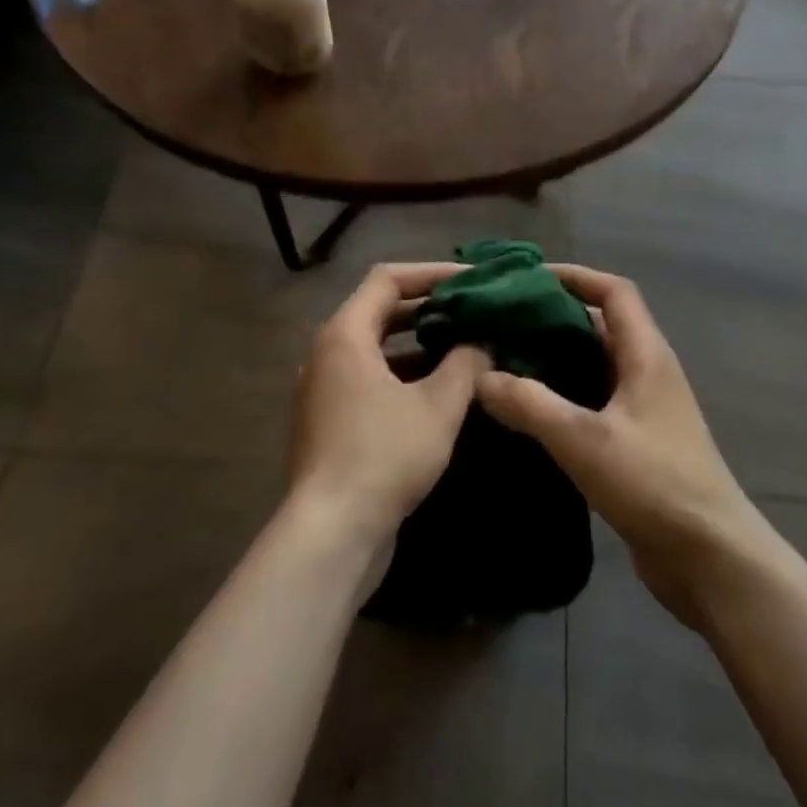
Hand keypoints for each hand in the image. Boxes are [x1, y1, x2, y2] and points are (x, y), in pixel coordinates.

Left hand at [288, 262, 489, 553]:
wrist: (331, 534)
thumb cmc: (385, 455)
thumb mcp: (439, 406)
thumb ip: (466, 364)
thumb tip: (482, 343)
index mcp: (345, 335)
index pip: (388, 279)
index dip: (432, 273)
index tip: (471, 281)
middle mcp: (327, 353)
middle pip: (380, 311)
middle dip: (429, 308)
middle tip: (473, 310)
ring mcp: (324, 390)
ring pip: (377, 349)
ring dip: (420, 344)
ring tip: (466, 346)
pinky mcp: (330, 422)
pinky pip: (370, 380)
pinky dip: (405, 375)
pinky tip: (442, 391)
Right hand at [476, 264, 766, 628]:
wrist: (711, 559)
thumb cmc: (654, 484)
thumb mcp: (584, 439)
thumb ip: (529, 404)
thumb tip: (481, 377)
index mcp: (646, 354)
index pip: (614, 292)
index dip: (574, 276)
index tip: (526, 278)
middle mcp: (647, 372)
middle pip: (599, 325)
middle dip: (553, 317)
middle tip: (501, 322)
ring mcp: (644, 409)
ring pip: (594, 366)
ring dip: (555, 359)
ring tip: (503, 360)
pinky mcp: (636, 442)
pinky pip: (594, 402)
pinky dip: (562, 396)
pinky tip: (527, 411)